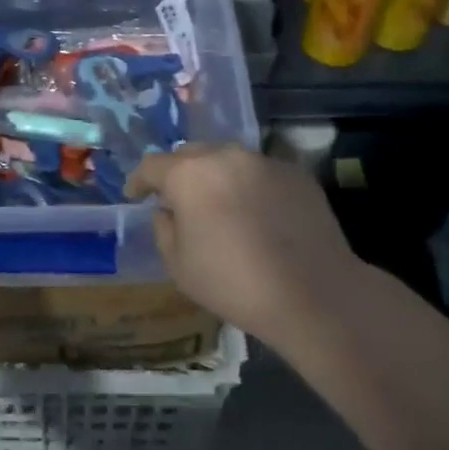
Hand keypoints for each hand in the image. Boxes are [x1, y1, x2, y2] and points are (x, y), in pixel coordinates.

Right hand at [126, 144, 362, 344]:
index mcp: (189, 175)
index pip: (152, 165)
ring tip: (219, 205)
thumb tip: (168, 210)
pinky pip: (261, 173)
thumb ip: (163, 228)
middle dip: (178, 174)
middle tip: (178, 200)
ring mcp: (265, 162)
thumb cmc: (233, 283)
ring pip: (228, 160)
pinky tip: (257, 215)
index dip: (139, 180)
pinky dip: (250, 187)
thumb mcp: (178, 265)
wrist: (314, 294)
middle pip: (191, 155)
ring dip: (216, 177)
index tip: (135, 195)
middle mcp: (225, 157)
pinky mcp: (297, 174)